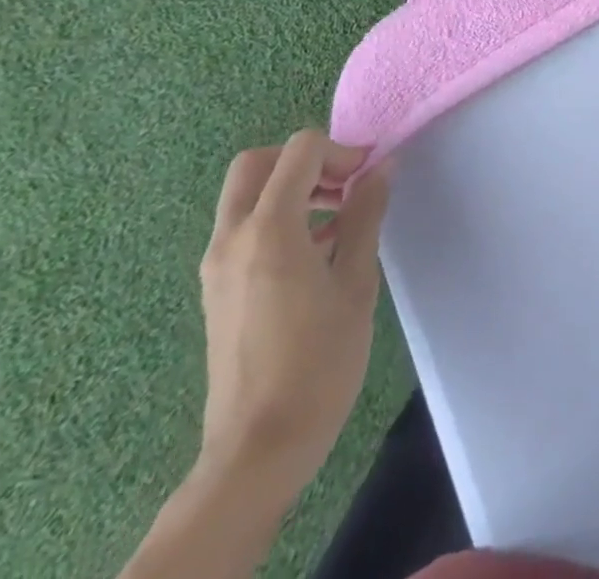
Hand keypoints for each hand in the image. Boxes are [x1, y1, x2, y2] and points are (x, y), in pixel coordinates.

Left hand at [196, 131, 392, 502]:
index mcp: (269, 230)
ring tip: (339, 217)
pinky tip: (318, 250)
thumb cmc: (319, 361)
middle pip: (257, 163)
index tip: (370, 175)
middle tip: (345, 184)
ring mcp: (217, 265)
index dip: (341, 150)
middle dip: (305, 160)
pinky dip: (278, 216)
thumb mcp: (356, 281)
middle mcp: (232, 238)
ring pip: (247, 194)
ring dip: (292, 188)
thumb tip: (381, 167)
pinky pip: (244, 227)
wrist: (258, 448)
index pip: (299, 151)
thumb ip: (365, 215)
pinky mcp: (218, 288)